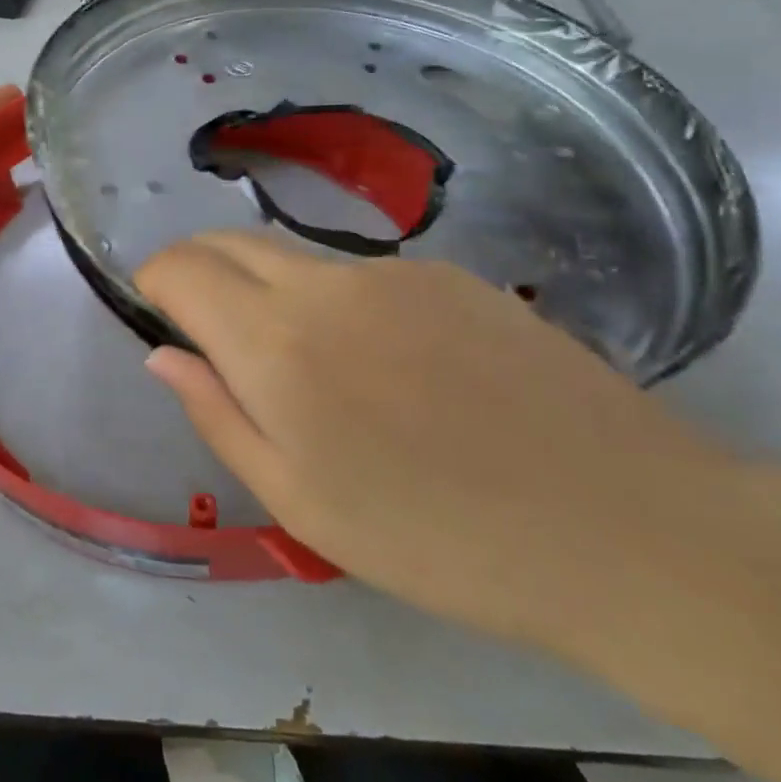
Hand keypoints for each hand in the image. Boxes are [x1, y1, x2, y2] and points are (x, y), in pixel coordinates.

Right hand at [135, 233, 743, 647]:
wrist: (626, 527)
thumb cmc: (439, 539)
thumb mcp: (302, 502)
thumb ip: (217, 415)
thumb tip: (163, 355)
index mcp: (277, 343)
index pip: (181, 268)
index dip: (154, 279)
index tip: (154, 306)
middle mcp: (326, 283)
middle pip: (230, 242)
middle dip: (197, 267)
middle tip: (200, 322)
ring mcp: (394, 270)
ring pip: (295, 257)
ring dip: (266, 286)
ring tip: (302, 363)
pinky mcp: (450, 274)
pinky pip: (360, 273)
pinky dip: (333, 298)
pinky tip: (384, 362)